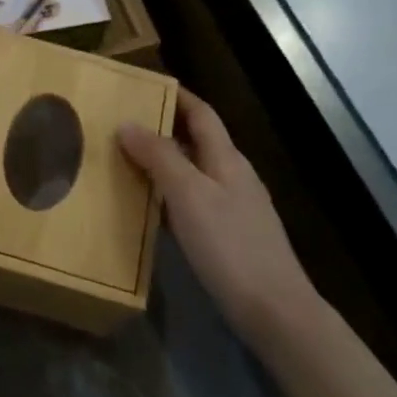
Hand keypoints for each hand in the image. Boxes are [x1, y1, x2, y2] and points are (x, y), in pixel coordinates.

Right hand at [120, 92, 317, 345]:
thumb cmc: (229, 245)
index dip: (177, 96)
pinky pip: (194, 200)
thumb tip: (127, 124)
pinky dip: (170, 193)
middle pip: (198, 140)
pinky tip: (151, 206)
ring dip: (164, 161)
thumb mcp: (188, 195)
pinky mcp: (230, 235)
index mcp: (227, 159)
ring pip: (194, 171)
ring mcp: (235, 207)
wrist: (274, 310)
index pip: (202, 114)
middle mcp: (233, 176)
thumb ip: (159, 157)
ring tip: (127, 160)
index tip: (144, 86)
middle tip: (122, 124)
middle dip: (163, 127)